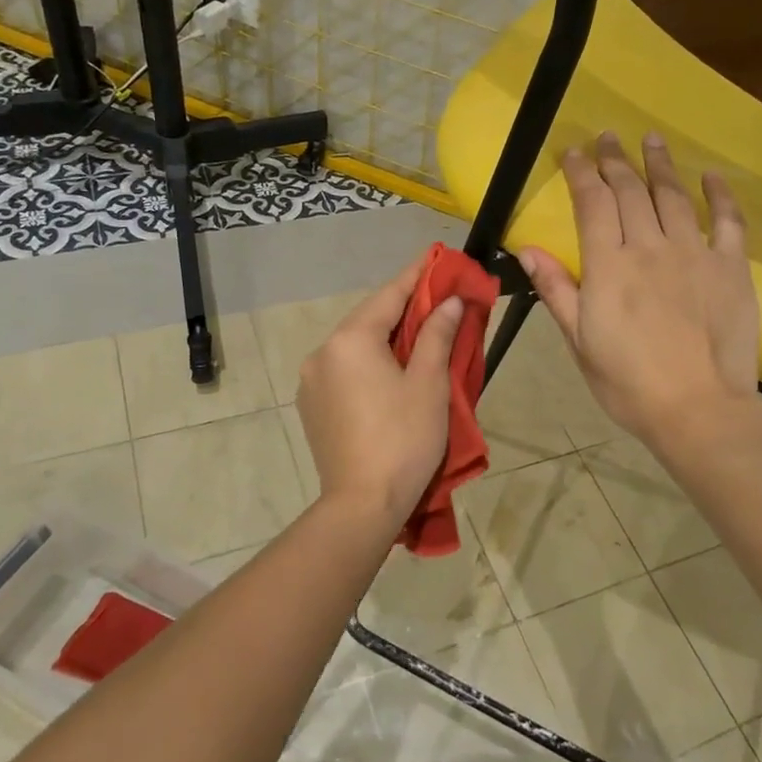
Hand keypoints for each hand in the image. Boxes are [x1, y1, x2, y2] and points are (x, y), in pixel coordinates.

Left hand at [297, 261, 464, 528]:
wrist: (362, 505)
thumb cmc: (404, 440)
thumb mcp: (429, 384)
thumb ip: (437, 335)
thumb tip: (450, 302)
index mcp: (350, 340)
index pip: (390, 295)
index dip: (418, 275)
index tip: (439, 256)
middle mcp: (323, 352)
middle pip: (370, 318)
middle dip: (405, 308)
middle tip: (439, 297)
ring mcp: (312, 380)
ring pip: (356, 345)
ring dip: (387, 336)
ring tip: (420, 334)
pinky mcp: (311, 405)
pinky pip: (345, 369)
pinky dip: (370, 361)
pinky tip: (391, 371)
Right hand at [519, 133, 759, 447]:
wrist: (698, 409)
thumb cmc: (628, 383)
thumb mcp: (580, 341)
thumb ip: (557, 290)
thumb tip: (527, 248)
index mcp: (609, 266)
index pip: (592, 203)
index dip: (581, 172)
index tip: (572, 151)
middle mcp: (650, 247)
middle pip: (631, 191)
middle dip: (616, 160)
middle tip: (608, 137)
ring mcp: (694, 254)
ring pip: (674, 196)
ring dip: (660, 165)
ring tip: (651, 140)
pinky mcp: (731, 267)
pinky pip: (727, 221)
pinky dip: (720, 195)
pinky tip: (712, 176)